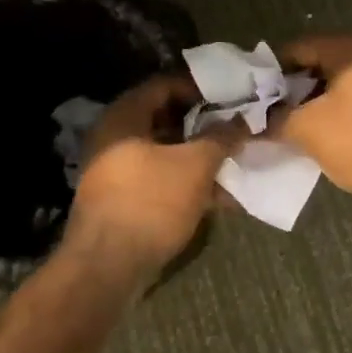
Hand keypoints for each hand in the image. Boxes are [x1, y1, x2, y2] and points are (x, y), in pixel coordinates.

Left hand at [67, 73, 240, 271]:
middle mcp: (114, 137)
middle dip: (204, 125)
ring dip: (199, 157)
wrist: (107, 267)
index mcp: (124, 117)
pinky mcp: (122, 200)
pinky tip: (218, 196)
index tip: (231, 95)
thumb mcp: (195, 165)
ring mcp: (115, 171)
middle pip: (165, 120)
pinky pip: (159, 180)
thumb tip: (244, 120)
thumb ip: (222, 137)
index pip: (164, 85)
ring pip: (165, 153)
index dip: (200, 87)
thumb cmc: (151, 202)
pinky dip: (187, 182)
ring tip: (234, 162)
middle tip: (236, 128)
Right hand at [269, 35, 351, 202]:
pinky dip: (339, 112)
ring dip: (316, 102)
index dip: (272, 70)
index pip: (299, 48)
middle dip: (293, 89)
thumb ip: (275, 119)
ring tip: (293, 126)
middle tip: (270, 112)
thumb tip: (253, 122)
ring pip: (341, 85)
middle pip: (321, 65)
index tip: (254, 94)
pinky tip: (325, 135)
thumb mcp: (307, 130)